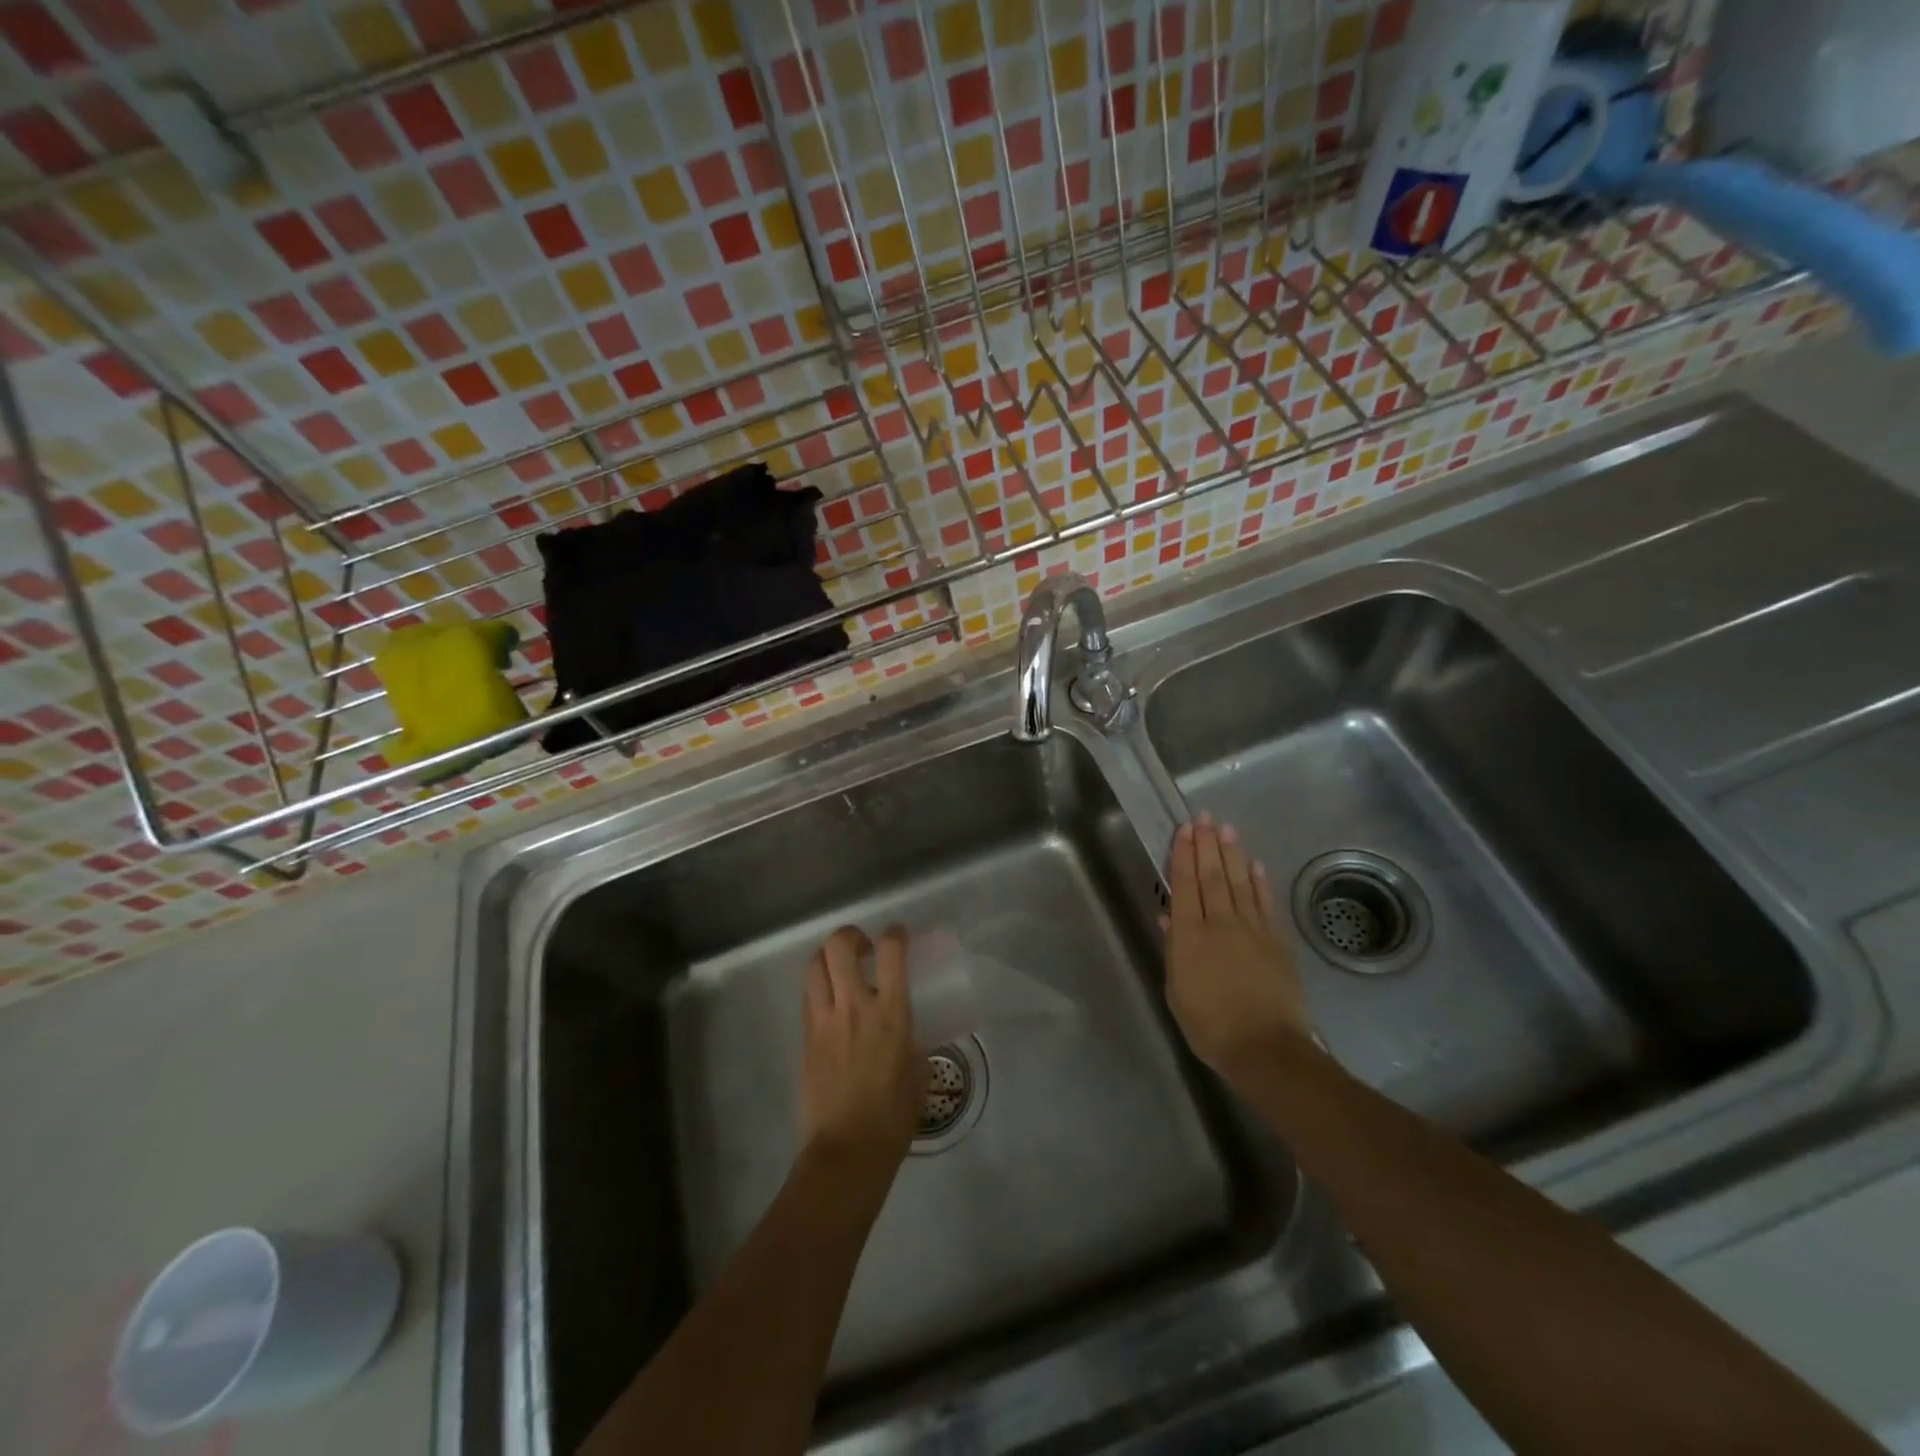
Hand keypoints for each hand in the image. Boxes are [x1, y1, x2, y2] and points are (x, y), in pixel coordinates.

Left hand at [799, 926, 926, 1174]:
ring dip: (827, 957)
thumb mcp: (918, 1073)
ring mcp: (824, 1020)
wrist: (846, 1150)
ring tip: (840, 967)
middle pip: (840, 947)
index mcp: (890, 1014)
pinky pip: (808, 996)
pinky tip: (830, 999)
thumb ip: (913, 1043)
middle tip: (863, 946)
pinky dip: (818, 986)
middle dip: (851, 935)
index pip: (890, 953)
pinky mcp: (805, 1037)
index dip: (894, 934)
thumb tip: (908, 1035)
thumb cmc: (893, 1117)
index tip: (898, 935)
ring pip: (815, 965)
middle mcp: (854, 1007)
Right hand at [1164, 816, 1316, 1084]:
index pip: (1185, 884)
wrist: (1265, 1048)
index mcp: (1190, 935)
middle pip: (1212, 875)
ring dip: (1232, 854)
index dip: (1183, 854)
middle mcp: (1220, 923)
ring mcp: (1252, 930)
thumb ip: (1174, 950)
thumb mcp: (1177, 991)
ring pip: (1239, 882)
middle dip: (1207, 844)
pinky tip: (1254, 864)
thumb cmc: (1210, 1025)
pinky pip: (1265, 903)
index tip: (1184, 830)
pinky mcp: (1276, 941)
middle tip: (1204, 817)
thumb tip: (1169, 916)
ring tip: (1227, 829)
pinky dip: (1259, 882)